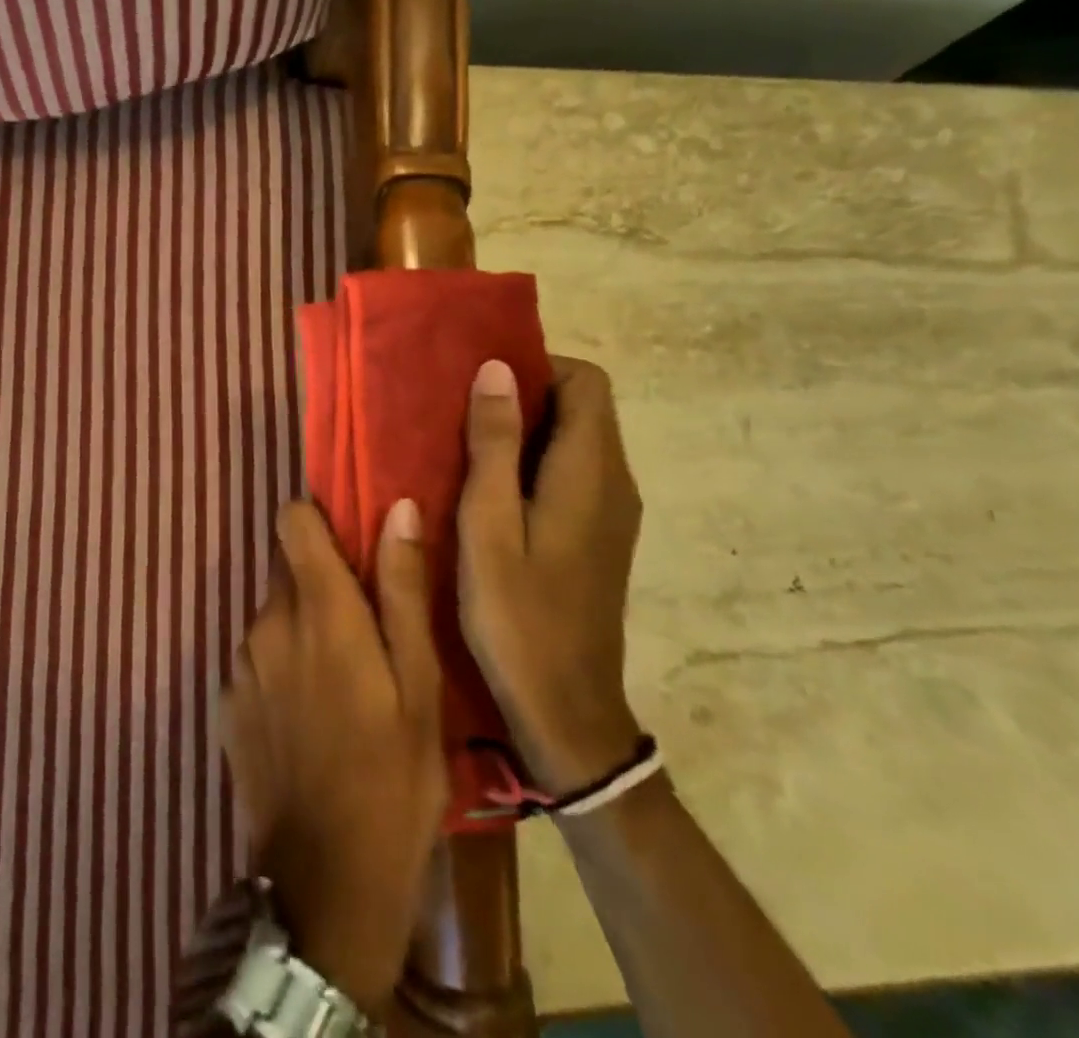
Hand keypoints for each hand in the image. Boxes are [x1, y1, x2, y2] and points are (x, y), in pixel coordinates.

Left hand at [221, 500, 447, 1017]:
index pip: (292, 521)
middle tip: (365, 631)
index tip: (349, 541)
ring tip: (342, 682)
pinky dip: (281, 665)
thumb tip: (396, 508)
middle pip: (287, 568)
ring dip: (302, 627)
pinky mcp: (227, 702)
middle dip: (322, 582)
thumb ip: (402, 588)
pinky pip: (257, 656)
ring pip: (274, 614)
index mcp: (318, 609)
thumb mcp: (419, 684)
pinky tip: (310, 717)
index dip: (319, 519)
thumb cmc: (393, 778)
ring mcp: (240, 664)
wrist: (326, 886)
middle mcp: (267, 623)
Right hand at [458, 356, 643, 794]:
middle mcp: (614, 482)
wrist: (568, 711)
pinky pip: (573, 472)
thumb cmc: (519, 616)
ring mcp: (612, 511)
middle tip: (464, 411)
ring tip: (468, 445)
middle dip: (528, 394)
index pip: (587, 382)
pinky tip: (491, 491)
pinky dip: (536, 461)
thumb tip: (497, 368)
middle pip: (585, 406)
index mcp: (591, 472)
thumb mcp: (489, 525)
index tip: (484, 382)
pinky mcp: (601, 535)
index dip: (539, 366)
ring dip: (528, 429)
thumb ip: (494, 444)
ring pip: (577, 439)